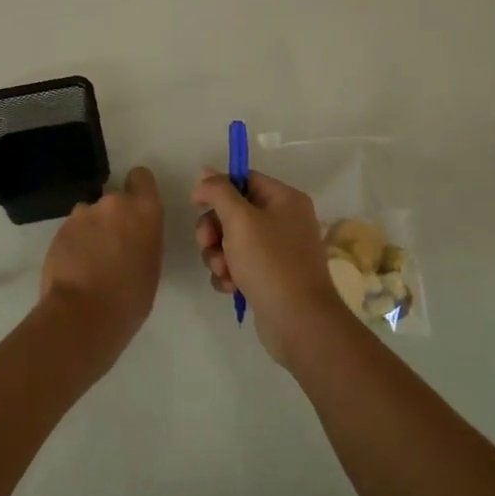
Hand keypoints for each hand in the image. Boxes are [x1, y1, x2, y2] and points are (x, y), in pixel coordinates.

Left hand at [38, 166, 163, 366]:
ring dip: (91, 230)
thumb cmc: (130, 299)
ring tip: (89, 261)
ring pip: (89, 215)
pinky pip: (72, 230)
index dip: (138, 190)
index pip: (141, 177)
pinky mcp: (59, 229)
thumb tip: (131, 237)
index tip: (136, 210)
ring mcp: (82, 214)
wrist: (83, 315)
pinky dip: (74, 244)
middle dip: (112, 217)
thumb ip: (143, 238)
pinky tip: (74, 268)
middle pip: (114, 199)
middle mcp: (113, 203)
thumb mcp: (151, 265)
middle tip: (112, 247)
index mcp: (144, 211)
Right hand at [192, 169, 352, 367]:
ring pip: (232, 241)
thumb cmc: (270, 262)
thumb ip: (219, 191)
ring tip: (223, 271)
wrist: (298, 322)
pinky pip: (240, 265)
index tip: (196, 203)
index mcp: (285, 200)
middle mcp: (285, 221)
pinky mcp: (270, 277)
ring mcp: (278, 251)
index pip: (245, 180)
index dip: (218, 189)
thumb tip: (205, 173)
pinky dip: (230, 274)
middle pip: (235, 212)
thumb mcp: (240, 219)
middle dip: (214, 229)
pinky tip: (230, 287)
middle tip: (207, 243)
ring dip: (218, 255)